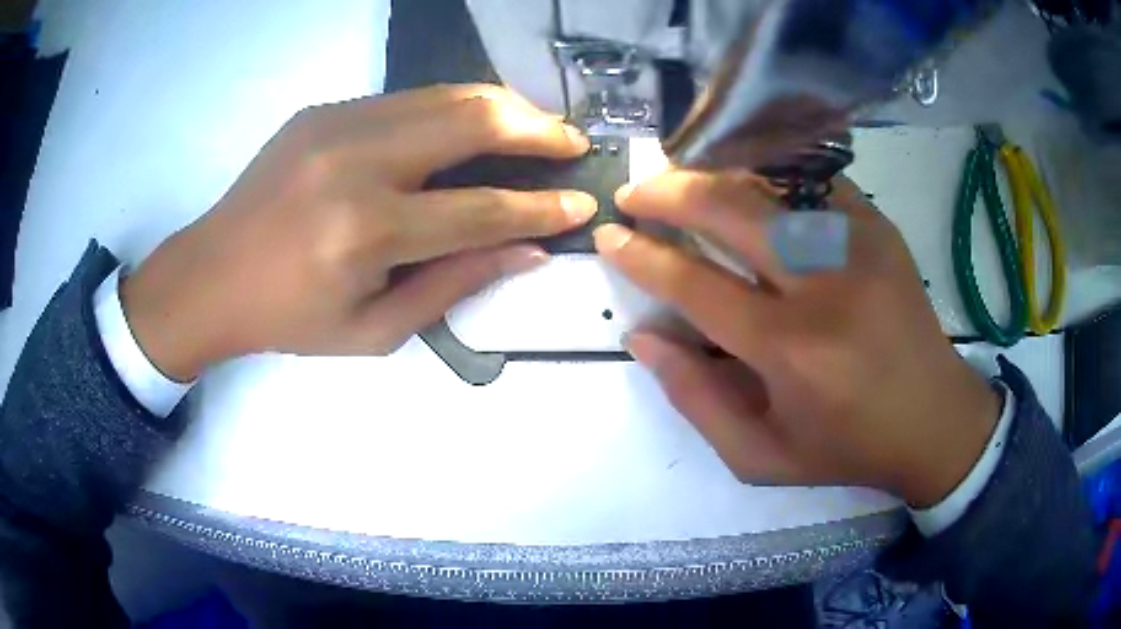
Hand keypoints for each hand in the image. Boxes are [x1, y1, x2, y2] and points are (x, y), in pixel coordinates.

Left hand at [122, 85, 595, 380]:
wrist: (210, 274)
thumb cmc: (289, 318)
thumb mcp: (374, 330)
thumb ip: (453, 285)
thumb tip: (528, 252)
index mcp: (367, 231)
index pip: (481, 209)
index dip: (541, 207)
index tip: (584, 202)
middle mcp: (356, 161)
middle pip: (473, 121)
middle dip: (538, 129)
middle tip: (573, 142)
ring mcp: (338, 122)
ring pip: (446, 95)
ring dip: (503, 107)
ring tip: (536, 127)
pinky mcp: (325, 109)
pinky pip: (410, 98)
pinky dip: (454, 108)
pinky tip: (472, 126)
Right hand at [595, 172, 999, 507]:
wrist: (934, 419)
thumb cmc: (846, 446)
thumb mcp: (760, 456)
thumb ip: (695, 400)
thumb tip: (645, 338)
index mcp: (790, 350)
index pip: (696, 284)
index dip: (643, 256)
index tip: (610, 236)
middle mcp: (824, 285)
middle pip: (730, 209)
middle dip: (669, 192)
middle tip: (637, 193)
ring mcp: (858, 245)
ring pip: (770, 182)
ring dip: (715, 173)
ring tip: (681, 179)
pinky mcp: (878, 228)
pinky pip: (811, 181)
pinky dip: (768, 174)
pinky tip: (745, 183)